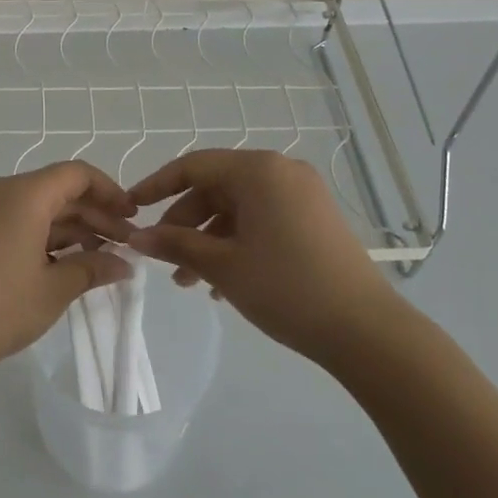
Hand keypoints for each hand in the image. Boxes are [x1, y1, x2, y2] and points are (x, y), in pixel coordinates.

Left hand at [0, 162, 137, 391]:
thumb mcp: (53, 290)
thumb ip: (92, 269)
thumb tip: (124, 264)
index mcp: (24, 194)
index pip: (77, 174)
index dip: (109, 191)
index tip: (132, 217)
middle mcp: (4, 191)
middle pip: (60, 189)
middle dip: (96, 214)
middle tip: (127, 246)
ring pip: (42, 206)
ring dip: (74, 227)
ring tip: (105, 258)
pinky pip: (22, 220)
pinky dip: (49, 235)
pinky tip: (71, 262)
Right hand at [125, 149, 402, 363]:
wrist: (367, 331)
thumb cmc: (286, 288)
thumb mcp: (223, 266)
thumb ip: (175, 244)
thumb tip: (135, 237)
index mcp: (258, 170)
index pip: (193, 166)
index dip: (156, 186)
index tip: (130, 208)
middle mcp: (281, 172)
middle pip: (216, 188)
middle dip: (184, 224)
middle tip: (162, 258)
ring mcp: (302, 195)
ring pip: (238, 209)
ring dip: (208, 240)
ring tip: (189, 282)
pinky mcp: (315, 219)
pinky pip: (262, 220)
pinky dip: (237, 244)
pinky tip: (222, 284)